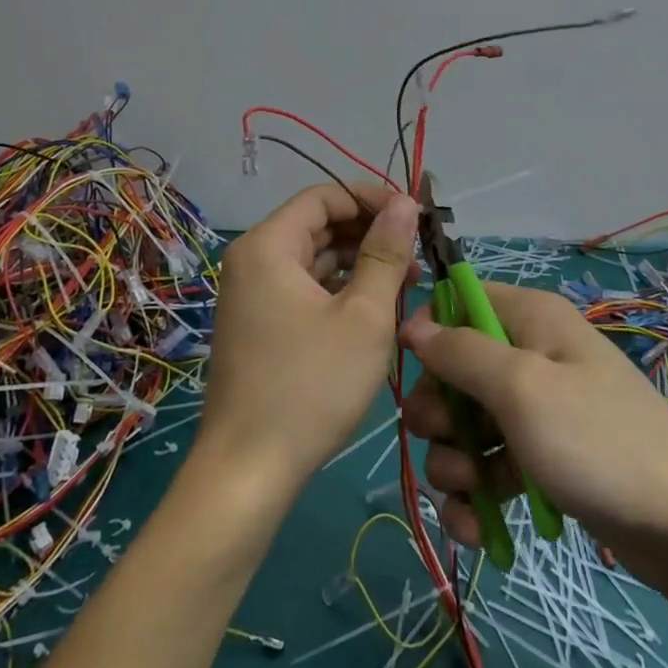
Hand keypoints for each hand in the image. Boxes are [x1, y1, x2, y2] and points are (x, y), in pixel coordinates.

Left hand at [197, 183, 418, 493]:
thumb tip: (405, 202)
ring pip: (314, 258)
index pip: (324, 196)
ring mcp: (252, 294)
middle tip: (418, 254)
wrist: (249, 471)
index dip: (372, 199)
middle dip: (370, 233)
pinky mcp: (259, 324)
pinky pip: (304, 287)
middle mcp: (253, 260)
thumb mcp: (363, 316)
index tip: (414, 217)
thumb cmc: (311, 386)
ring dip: (359, 263)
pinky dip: (340, 289)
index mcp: (268, 245)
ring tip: (406, 283)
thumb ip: (385, 253)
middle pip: (318, 225)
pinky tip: (376, 307)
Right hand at [400, 283, 667, 573]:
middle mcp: (534, 354)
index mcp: (532, 318)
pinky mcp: (545, 459)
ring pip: (468, 424)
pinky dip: (478, 496)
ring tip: (468, 492)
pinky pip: (492, 466)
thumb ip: (462, 353)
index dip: (431, 331)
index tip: (410, 371)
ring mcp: (540, 410)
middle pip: (457, 369)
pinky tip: (477, 529)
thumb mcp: (522, 388)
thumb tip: (414, 326)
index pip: (461, 300)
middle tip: (443, 440)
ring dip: (453, 461)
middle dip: (439, 411)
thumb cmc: (597, 440)